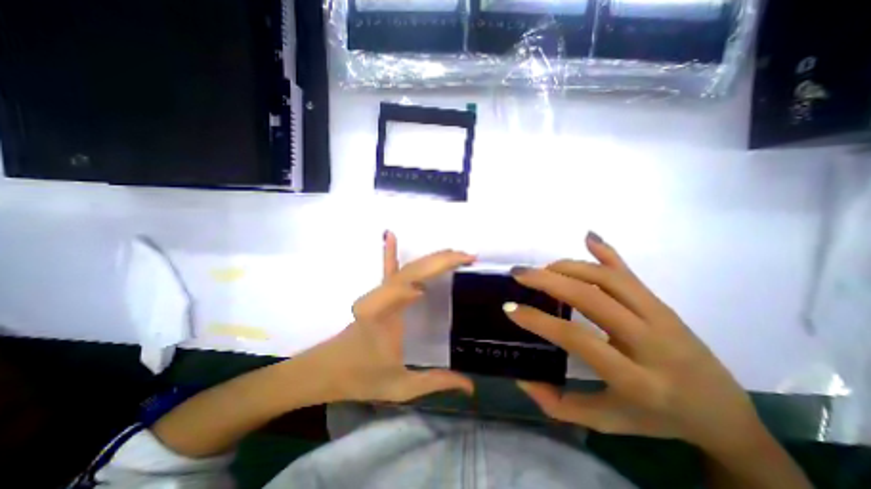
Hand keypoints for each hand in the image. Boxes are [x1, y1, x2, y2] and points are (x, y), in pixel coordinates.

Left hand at [299, 233, 476, 404]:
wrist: (325, 370)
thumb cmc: (360, 377)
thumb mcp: (400, 386)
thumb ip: (435, 383)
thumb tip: (471, 386)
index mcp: (384, 313)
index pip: (410, 283)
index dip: (435, 269)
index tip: (462, 265)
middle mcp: (381, 297)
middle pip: (413, 270)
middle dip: (442, 259)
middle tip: (468, 256)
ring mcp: (379, 293)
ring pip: (406, 268)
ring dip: (432, 258)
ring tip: (455, 253)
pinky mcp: (377, 294)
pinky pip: (386, 269)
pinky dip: (390, 251)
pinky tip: (390, 234)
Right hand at [508, 232, 764, 451]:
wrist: (725, 415)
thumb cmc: (658, 420)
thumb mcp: (606, 422)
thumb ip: (558, 404)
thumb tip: (522, 377)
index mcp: (637, 380)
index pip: (578, 339)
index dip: (540, 321)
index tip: (511, 309)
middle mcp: (652, 342)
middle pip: (592, 297)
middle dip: (549, 281)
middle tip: (519, 274)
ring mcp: (661, 317)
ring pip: (609, 278)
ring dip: (569, 267)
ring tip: (542, 269)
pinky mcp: (663, 304)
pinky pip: (630, 273)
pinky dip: (607, 252)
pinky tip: (588, 238)